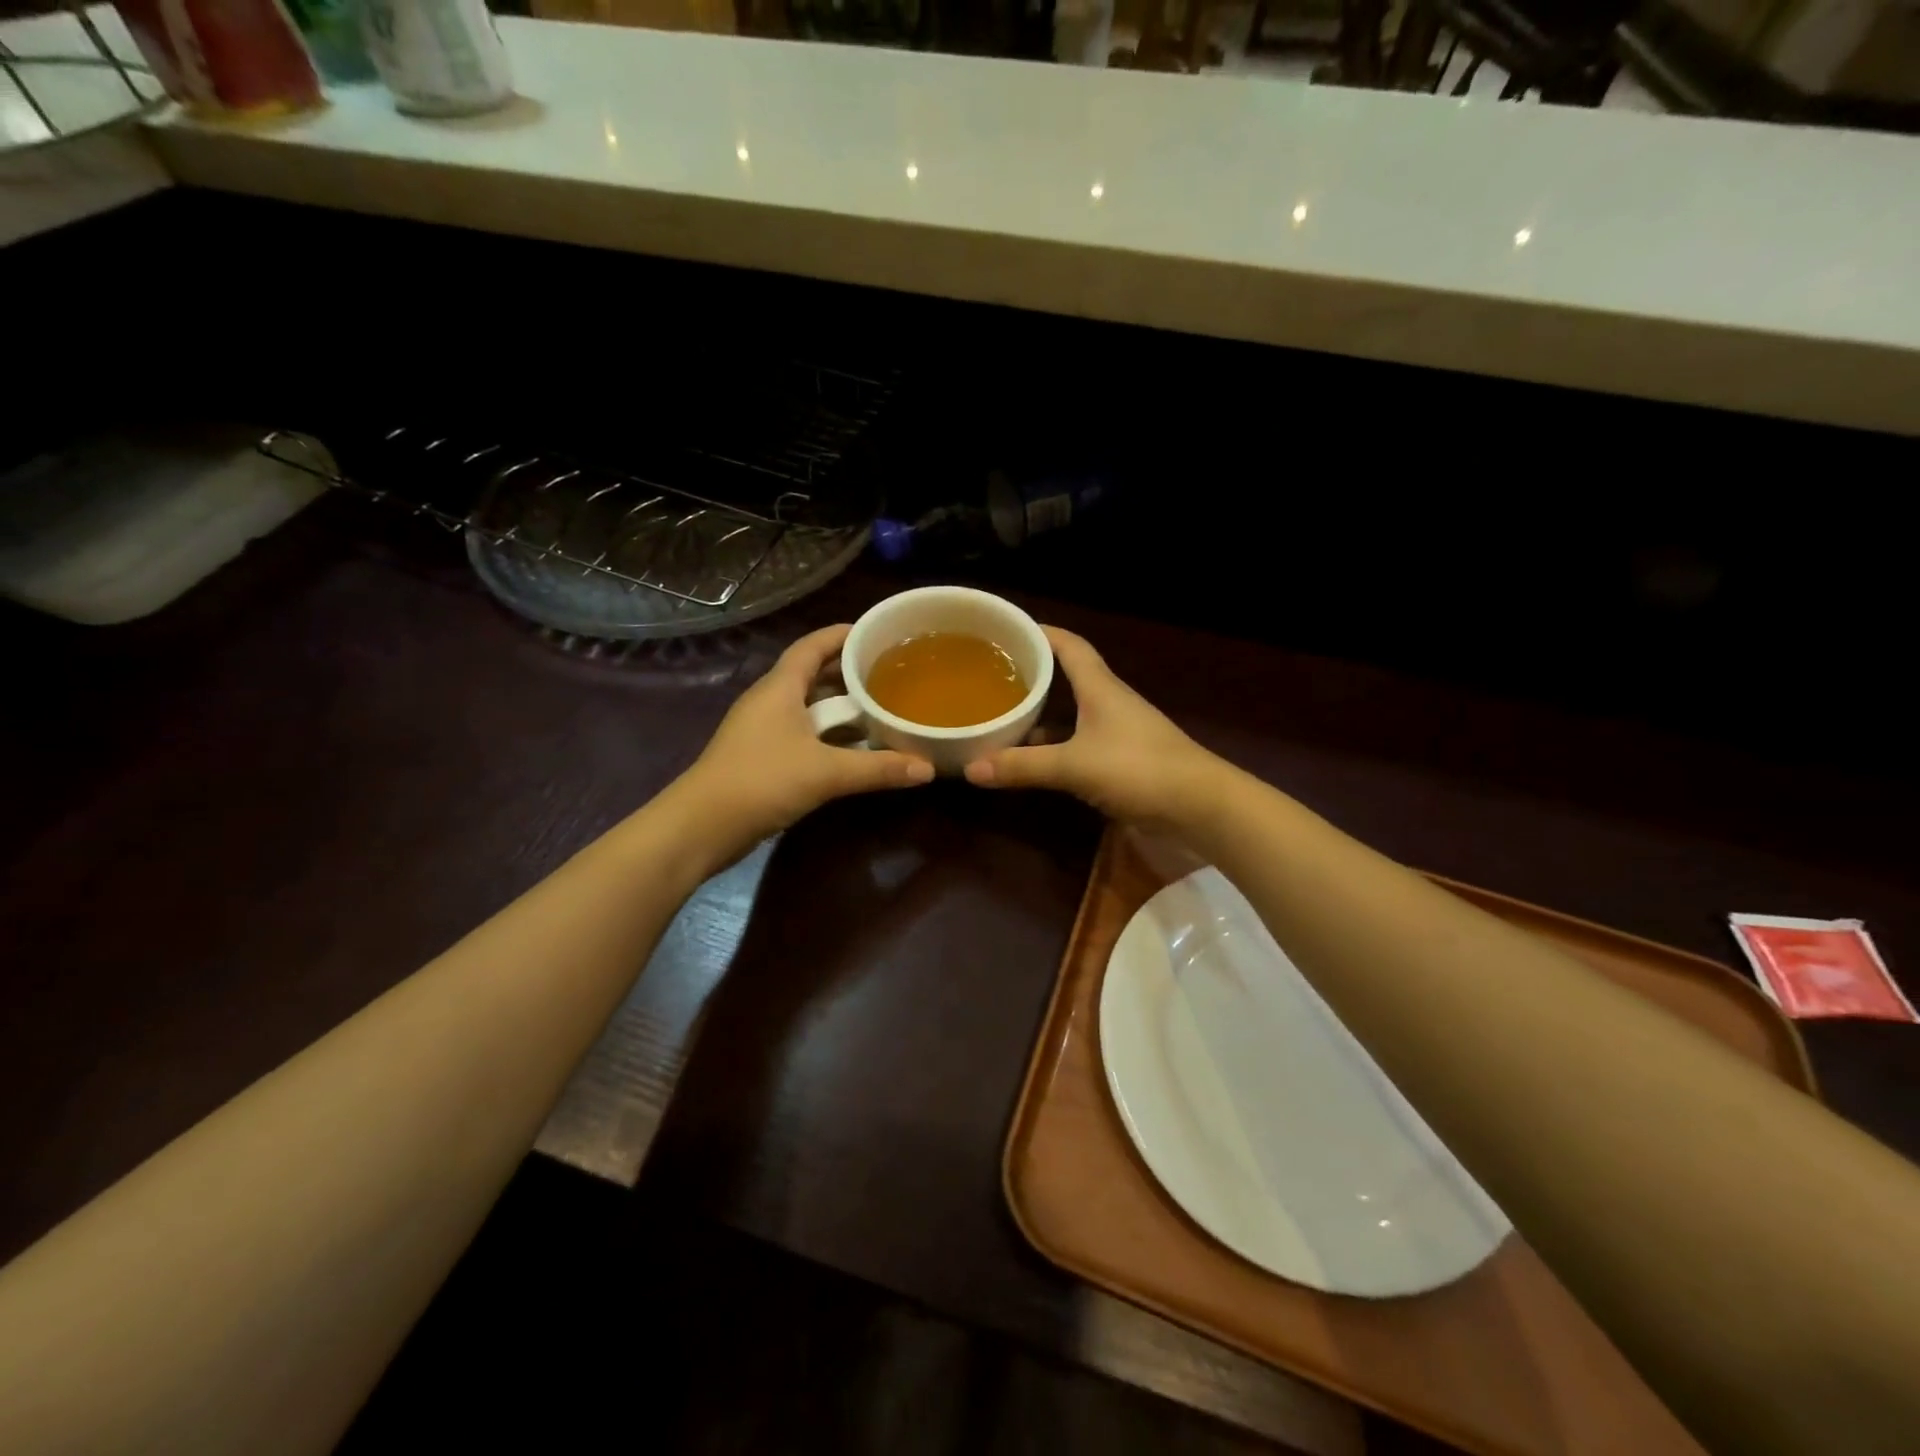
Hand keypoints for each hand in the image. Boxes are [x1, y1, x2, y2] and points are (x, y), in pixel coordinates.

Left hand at [676, 624, 932, 860]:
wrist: (702, 826)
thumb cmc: (762, 781)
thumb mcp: (826, 772)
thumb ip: (878, 768)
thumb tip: (927, 768)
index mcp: (780, 687)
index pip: (812, 645)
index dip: (842, 634)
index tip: (877, 632)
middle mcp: (769, 700)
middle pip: (812, 673)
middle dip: (848, 670)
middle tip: (889, 672)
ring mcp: (762, 729)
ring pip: (807, 705)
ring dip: (840, 705)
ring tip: (879, 706)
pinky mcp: (761, 755)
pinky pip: (802, 731)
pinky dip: (828, 732)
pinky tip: (854, 746)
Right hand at [963, 627, 1220, 827]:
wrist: (1199, 806)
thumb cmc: (1138, 769)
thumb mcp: (1074, 765)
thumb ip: (1023, 766)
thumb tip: (971, 769)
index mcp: (1100, 688)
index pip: (1070, 645)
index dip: (1041, 632)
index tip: (1009, 628)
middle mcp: (1109, 703)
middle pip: (1068, 676)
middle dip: (1033, 672)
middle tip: (993, 674)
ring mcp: (1117, 733)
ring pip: (1072, 713)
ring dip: (1042, 712)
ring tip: (1003, 713)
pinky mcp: (1122, 761)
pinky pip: (1078, 743)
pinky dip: (1055, 745)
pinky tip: (1032, 758)